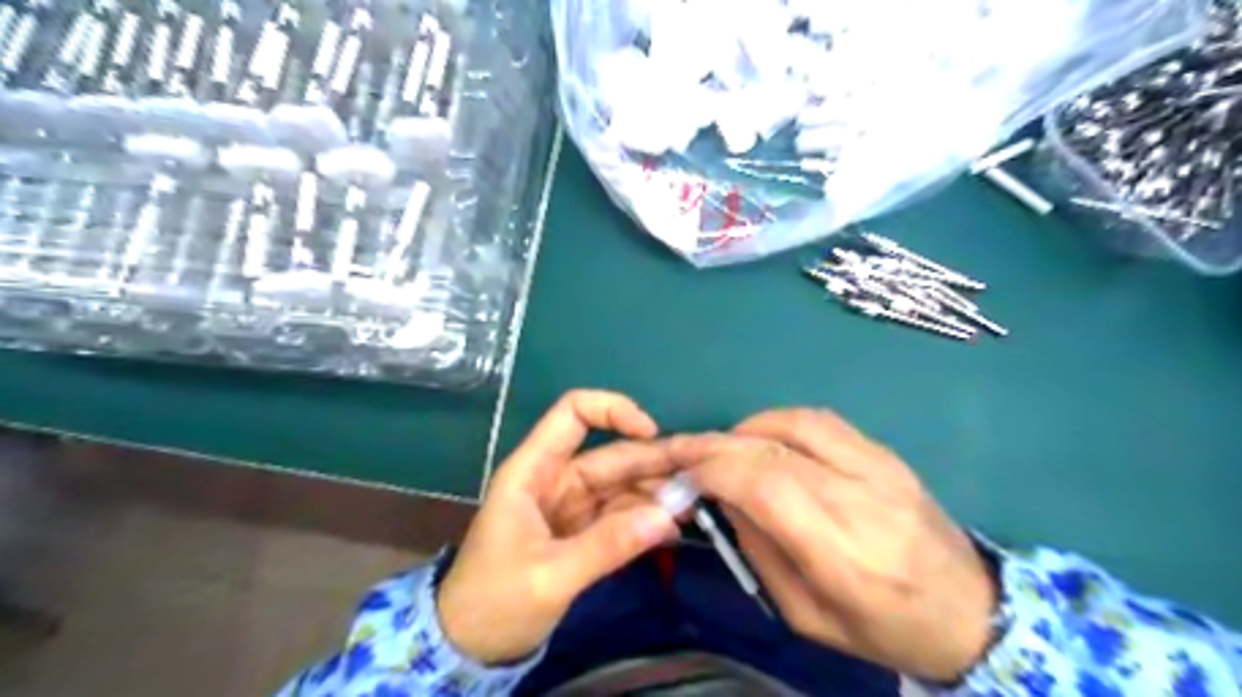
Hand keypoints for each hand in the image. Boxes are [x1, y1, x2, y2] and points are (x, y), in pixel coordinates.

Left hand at [436, 389, 678, 667]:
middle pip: (609, 454)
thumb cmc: (494, 602)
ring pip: (620, 484)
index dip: (612, 410)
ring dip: (654, 493)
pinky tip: (672, 531)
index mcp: (533, 471)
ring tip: (693, 509)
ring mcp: (570, 506)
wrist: (469, 647)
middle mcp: (555, 479)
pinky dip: (645, 520)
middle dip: (652, 462)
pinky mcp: (581, 531)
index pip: (572, 414)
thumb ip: (607, 546)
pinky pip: (619, 514)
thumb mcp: (550, 576)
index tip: (652, 433)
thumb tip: (666, 516)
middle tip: (697, 479)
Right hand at [670, 408, 997, 681]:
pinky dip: (781, 423)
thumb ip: (760, 551)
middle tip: (685, 449)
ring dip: (749, 428)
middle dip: (717, 444)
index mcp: (843, 554)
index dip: (715, 470)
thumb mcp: (807, 615)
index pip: (765, 487)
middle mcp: (861, 499)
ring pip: (797, 423)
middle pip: (774, 449)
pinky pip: (822, 421)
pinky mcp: (887, 453)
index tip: (683, 473)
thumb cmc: (884, 628)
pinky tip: (766, 439)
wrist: (973, 611)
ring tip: (726, 446)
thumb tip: (724, 497)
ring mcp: (880, 468)